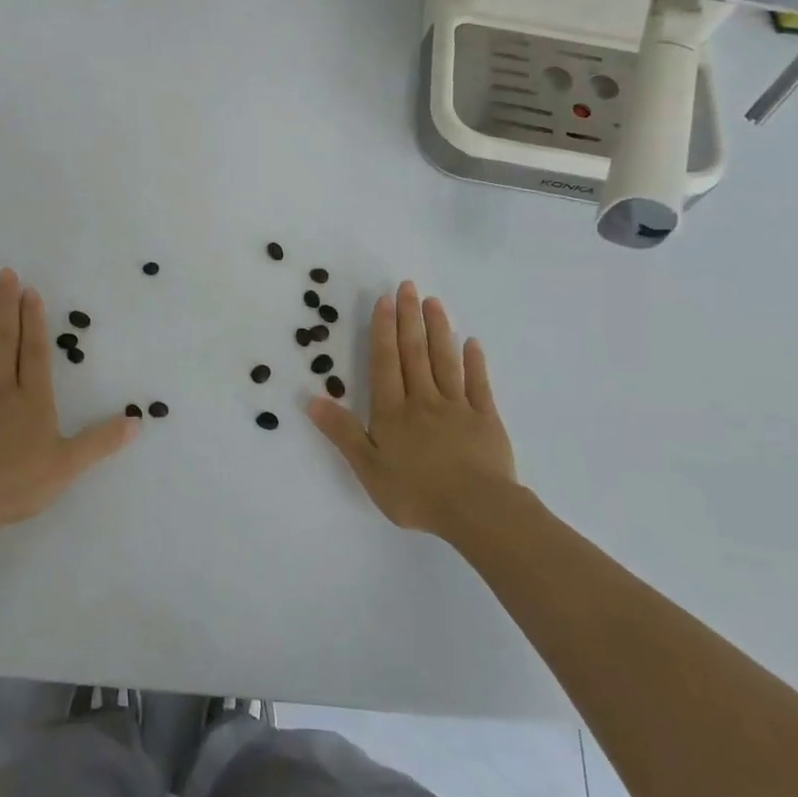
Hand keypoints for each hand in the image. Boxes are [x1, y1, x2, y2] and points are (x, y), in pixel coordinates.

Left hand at [0, 269, 138, 539]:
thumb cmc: (15, 483)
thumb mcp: (67, 465)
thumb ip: (100, 440)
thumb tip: (137, 420)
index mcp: (32, 399)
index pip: (35, 352)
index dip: (33, 321)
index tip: (29, 292)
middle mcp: (0, 385)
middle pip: (5, 338)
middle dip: (7, 304)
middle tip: (6, 273)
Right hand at [307, 280, 519, 539]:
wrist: (477, 510)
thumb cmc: (416, 493)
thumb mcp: (368, 468)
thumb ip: (342, 432)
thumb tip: (311, 400)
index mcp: (393, 412)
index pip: (385, 363)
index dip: (383, 331)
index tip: (384, 301)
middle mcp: (423, 400)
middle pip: (415, 353)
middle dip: (409, 318)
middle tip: (408, 286)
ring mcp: (457, 407)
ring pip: (445, 361)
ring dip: (438, 330)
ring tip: (434, 302)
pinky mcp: (485, 419)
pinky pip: (478, 384)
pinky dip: (475, 362)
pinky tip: (472, 343)